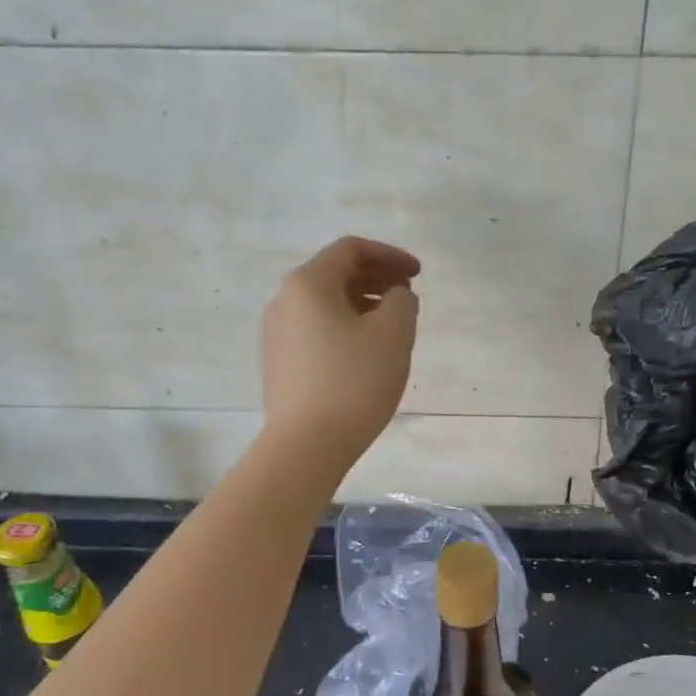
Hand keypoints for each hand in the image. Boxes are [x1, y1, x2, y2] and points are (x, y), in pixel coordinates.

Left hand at [261, 236, 420, 463]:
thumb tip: (395, 296)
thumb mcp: (393, 334)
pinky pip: (317, 328)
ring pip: (326, 303)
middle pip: (335, 273)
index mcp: (308, 284)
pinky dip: (346, 325)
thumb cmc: (354, 382)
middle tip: (408, 295)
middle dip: (376, 277)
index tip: (418, 274)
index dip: (389, 255)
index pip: (350, 250)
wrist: (306, 446)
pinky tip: (367, 350)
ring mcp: (277, 334)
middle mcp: (284, 301)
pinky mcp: (280, 362)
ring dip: (363, 302)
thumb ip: (402, 301)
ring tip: (393, 324)